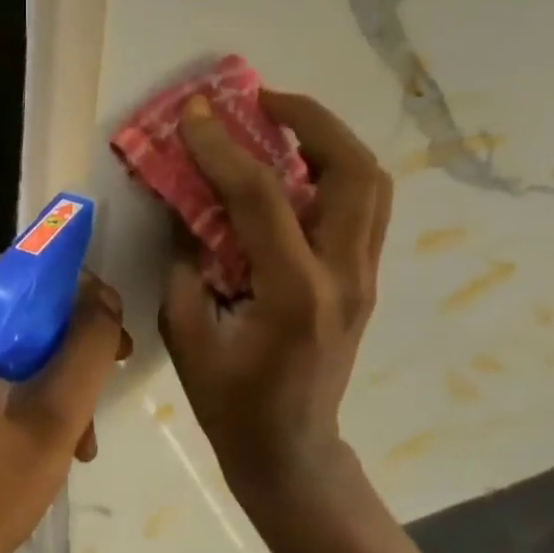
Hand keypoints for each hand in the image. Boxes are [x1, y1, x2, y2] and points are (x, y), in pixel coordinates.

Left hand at [0, 265, 131, 552]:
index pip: (16, 269)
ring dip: (63, 372)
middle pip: (20, 306)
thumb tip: (105, 298)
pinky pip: (6, 372)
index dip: (69, 280)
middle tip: (119, 354)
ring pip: (19, 342)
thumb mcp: (54, 416)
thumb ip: (86, 348)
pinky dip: (41, 394)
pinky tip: (72, 439)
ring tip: (93, 422)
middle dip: (74, 333)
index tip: (111, 307)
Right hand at [159, 90, 391, 501]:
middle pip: (353, 172)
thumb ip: (185, 260)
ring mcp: (364, 277)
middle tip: (260, 100)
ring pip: (370, 183)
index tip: (194, 112)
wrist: (292, 451)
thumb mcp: (186, 334)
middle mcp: (343, 276)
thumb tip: (182, 201)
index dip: (223, 147)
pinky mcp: (364, 279)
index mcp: (294, 295)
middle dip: (309, 120)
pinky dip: (331, 170)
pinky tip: (291, 167)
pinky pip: (361, 206)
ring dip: (328, 139)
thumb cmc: (232, 404)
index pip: (260, 198)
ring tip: (280, 121)